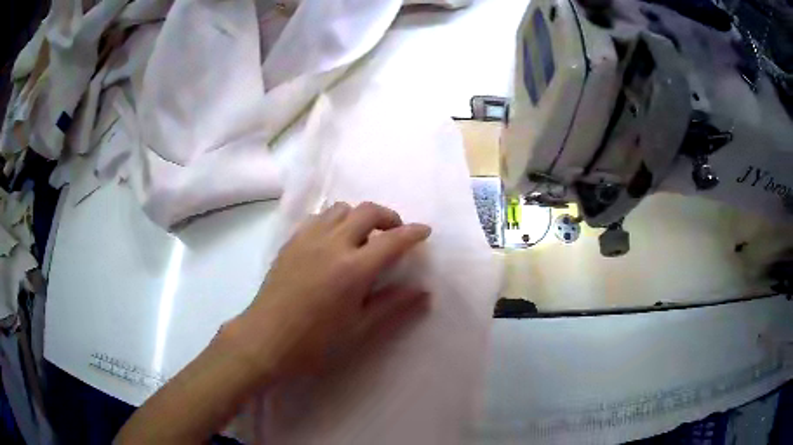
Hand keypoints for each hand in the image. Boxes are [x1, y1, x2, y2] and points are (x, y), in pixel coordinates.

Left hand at [233, 202, 431, 379]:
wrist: (266, 339)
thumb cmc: (315, 342)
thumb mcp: (359, 328)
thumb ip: (393, 305)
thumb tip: (424, 292)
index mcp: (353, 269)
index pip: (393, 240)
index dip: (413, 232)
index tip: (425, 231)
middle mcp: (332, 244)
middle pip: (367, 211)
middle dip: (389, 216)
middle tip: (395, 233)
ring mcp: (308, 239)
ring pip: (341, 208)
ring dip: (359, 216)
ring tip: (363, 236)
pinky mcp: (291, 241)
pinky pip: (318, 217)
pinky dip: (335, 220)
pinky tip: (333, 241)